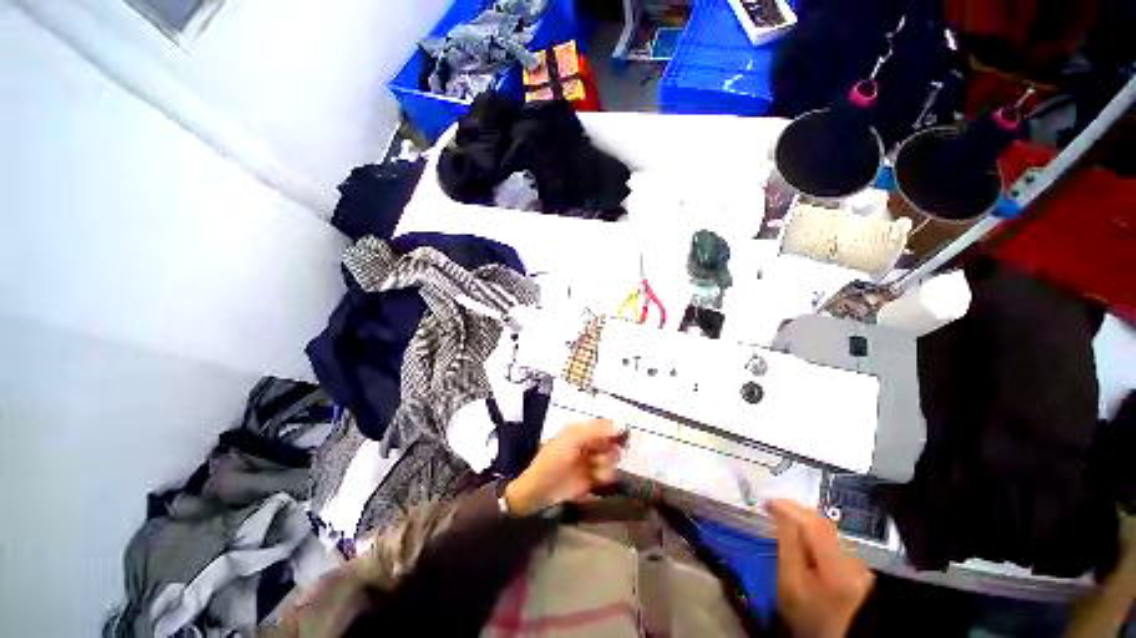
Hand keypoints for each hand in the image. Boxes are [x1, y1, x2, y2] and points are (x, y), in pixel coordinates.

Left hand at [504, 419, 622, 515]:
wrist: (540, 490)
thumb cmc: (553, 460)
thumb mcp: (571, 440)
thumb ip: (594, 431)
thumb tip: (617, 425)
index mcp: (582, 431)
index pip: (605, 426)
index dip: (614, 432)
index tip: (620, 440)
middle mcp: (589, 444)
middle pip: (612, 443)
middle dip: (610, 451)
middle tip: (600, 457)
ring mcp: (591, 461)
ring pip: (612, 460)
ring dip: (606, 465)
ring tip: (594, 471)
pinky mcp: (593, 479)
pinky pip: (608, 475)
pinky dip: (604, 477)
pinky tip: (595, 480)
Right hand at [766, 499, 873, 637]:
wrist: (821, 634)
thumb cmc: (799, 611)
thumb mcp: (787, 580)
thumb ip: (787, 544)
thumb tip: (780, 511)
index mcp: (839, 572)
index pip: (815, 528)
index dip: (790, 510)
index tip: (767, 502)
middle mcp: (855, 564)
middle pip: (824, 525)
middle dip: (796, 511)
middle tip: (772, 506)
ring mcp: (859, 564)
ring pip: (828, 528)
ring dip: (804, 518)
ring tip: (782, 515)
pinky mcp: (857, 563)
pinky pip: (833, 536)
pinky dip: (814, 528)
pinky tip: (800, 529)